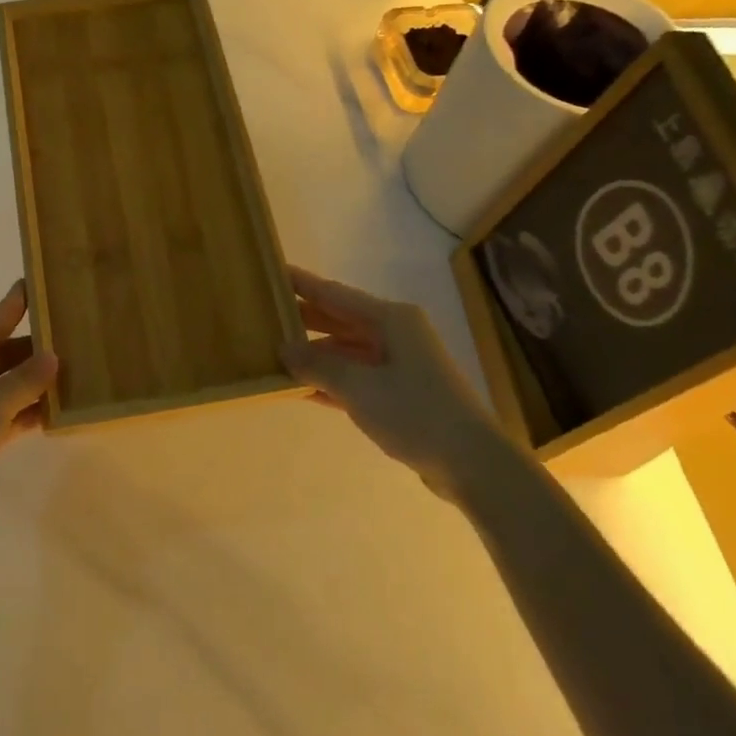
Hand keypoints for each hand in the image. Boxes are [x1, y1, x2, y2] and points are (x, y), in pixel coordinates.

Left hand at [0, 281, 58, 530]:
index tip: (43, 282)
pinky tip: (55, 413)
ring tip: (76, 373)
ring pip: (4, 385)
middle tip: (76, 338)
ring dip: (34, 383)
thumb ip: (25, 379)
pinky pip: (3, 414)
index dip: (18, 301)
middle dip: (35, 348)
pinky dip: (25, 412)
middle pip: (1, 352)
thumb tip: (52, 356)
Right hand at [282, 266, 494, 492]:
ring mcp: (399, 364)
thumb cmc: (416, 413)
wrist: (473, 464)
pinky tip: (300, 387)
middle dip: (303, 317)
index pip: (333, 293)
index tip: (271, 271)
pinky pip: (355, 376)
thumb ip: (317, 365)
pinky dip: (330, 379)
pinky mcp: (400, 393)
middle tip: (263, 313)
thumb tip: (283, 347)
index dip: (301, 283)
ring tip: (273, 350)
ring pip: (346, 349)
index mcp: (390, 319)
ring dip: (314, 353)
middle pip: (339, 318)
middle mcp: (395, 334)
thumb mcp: (359, 387)